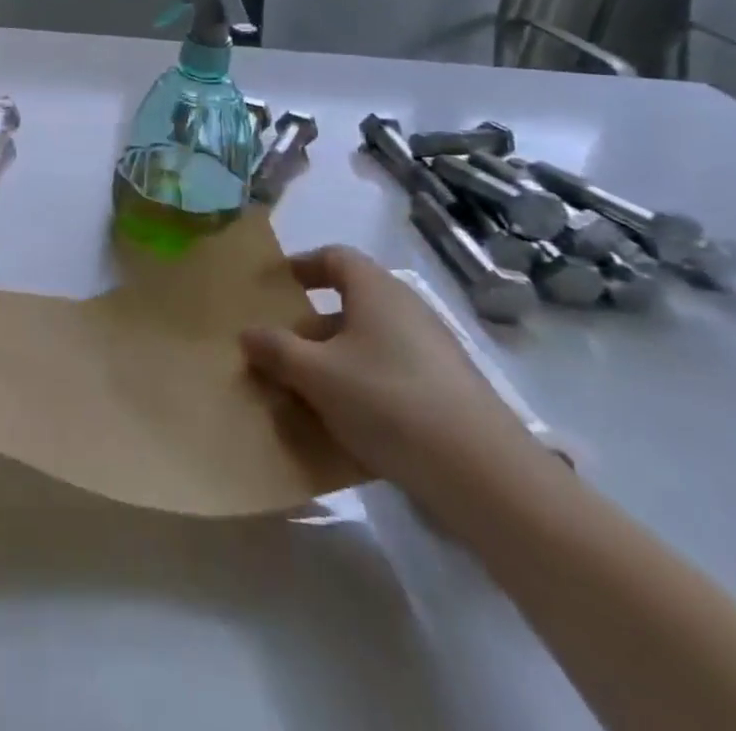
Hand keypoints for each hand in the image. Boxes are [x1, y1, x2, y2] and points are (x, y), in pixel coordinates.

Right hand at [240, 245, 544, 500]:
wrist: (487, 478)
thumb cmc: (389, 402)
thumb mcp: (316, 375)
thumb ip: (275, 350)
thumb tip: (248, 334)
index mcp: (376, 290)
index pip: (334, 258)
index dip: (301, 266)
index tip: (274, 287)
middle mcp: (407, 310)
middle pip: (349, 304)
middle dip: (310, 327)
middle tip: (279, 352)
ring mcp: (433, 353)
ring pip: (369, 345)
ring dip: (334, 363)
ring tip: (304, 395)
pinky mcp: (449, 394)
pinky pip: (391, 377)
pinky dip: (363, 390)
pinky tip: (346, 427)